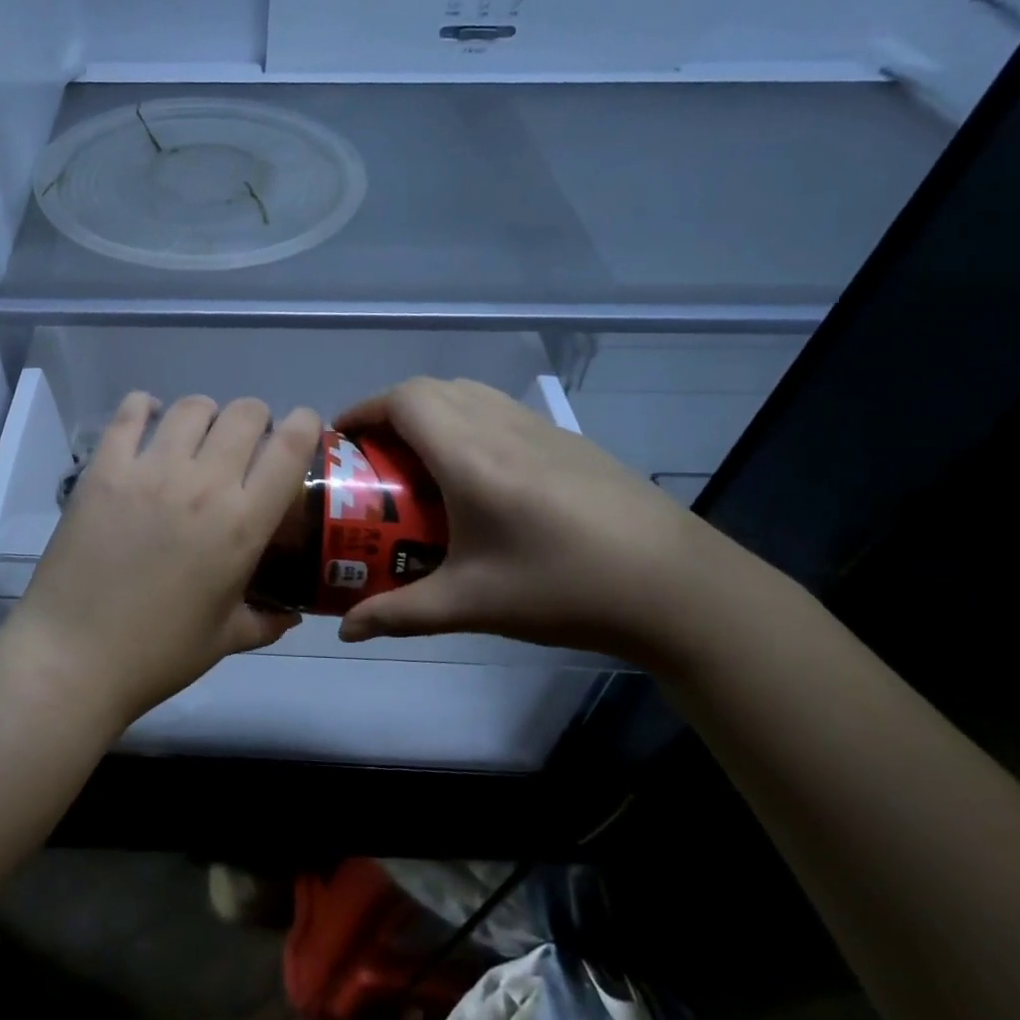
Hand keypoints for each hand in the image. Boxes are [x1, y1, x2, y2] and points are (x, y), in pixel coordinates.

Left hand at [5, 392, 323, 727]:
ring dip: (205, 414)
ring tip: (197, 436)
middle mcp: (203, 484)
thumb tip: (292, 614)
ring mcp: (150, 470)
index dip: (305, 423)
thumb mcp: (226, 640)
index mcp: (243, 524)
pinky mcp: (104, 468)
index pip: (290, 447)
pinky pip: (130, 413)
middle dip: (255, 419)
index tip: (303, 427)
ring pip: (192, 407)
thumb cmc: (158, 653)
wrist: (74, 655)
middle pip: (244, 413)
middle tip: (245, 442)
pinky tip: (148, 422)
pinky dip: (144, 408)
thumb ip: (267, 621)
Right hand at [334, 377, 730, 661]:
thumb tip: (346, 631)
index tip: (342, 438)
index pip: (404, 401)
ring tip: (418, 459)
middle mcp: (501, 427)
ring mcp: (541, 428)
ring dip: (431, 410)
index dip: (364, 409)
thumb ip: (400, 613)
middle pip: (431, 388)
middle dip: (390, 410)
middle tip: (373, 454)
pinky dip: (468, 419)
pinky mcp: (569, 440)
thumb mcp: (472, 605)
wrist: (678, 587)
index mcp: (470, 457)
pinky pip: (500, 408)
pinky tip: (477, 474)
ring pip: (468, 392)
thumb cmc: (563, 589)